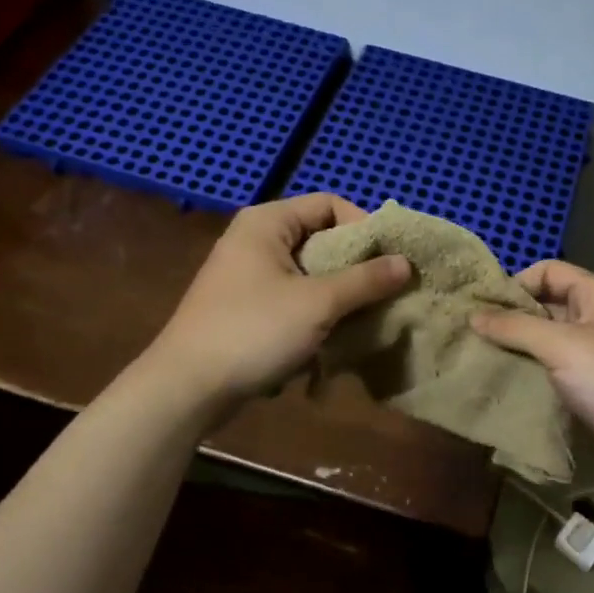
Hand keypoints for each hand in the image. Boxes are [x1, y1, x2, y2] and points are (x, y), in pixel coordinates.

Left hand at [146, 195, 410, 411]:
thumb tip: (406, 263)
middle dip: (356, 267)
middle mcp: (257, 240)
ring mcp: (249, 275)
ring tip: (367, 319)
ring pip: (311, 274)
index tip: (389, 261)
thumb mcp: (318, 303)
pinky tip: (336, 339)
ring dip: (340, 295)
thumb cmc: (253, 331)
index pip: (330, 204)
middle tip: (386, 292)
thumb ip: (365, 280)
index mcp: (268, 222)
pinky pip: (295, 299)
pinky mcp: (248, 308)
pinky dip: (318, 314)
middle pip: (322, 239)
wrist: (187, 388)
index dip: (364, 227)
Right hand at [471, 260, 593, 490]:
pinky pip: (556, 370)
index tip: (483, 307)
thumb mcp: (560, 346)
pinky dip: (533, 373)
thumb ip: (515, 327)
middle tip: (472, 335)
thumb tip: (474, 315)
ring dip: (519, 349)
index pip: (548, 271)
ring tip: (481, 359)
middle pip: (546, 306)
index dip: (516, 283)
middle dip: (512, 318)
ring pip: (549, 341)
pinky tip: (506, 383)